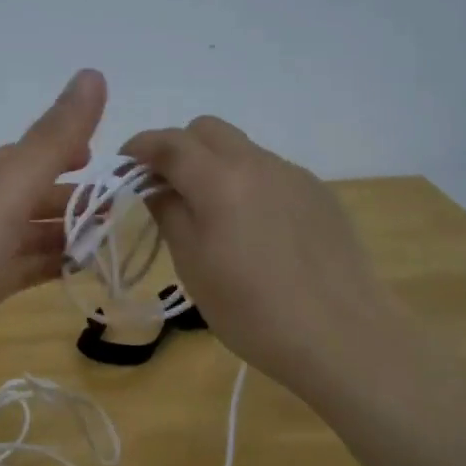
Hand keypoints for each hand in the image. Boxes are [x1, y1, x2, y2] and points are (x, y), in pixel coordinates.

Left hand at [0, 69, 107, 368]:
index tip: (113, 162)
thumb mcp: (9, 188)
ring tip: (117, 243)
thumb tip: (94, 73)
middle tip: (128, 211)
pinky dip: (53, 267)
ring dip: (70, 235)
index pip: (33, 153)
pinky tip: (82, 273)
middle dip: (79, 199)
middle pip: (36, 195)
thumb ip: (54, 139)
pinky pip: (25, 270)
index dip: (71, 151)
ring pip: (33, 234)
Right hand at [122, 116, 405, 399]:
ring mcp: (294, 175)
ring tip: (213, 216)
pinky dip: (248, 184)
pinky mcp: (319, 194)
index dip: (140, 148)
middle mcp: (258, 163)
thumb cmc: (252, 310)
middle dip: (178, 148)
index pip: (169, 142)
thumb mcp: (193, 266)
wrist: (341, 336)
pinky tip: (256, 231)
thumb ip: (169, 214)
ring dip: (215, 167)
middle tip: (166, 189)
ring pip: (242, 150)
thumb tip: (155, 186)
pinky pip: (271, 173)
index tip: (125, 166)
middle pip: (207, 130)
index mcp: (220, 179)